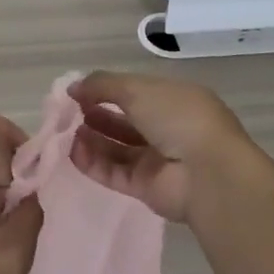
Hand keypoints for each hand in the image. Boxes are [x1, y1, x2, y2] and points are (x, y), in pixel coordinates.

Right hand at [67, 71, 261, 223]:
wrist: (207, 173)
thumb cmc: (177, 118)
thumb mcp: (138, 89)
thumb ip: (102, 85)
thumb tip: (73, 87)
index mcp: (174, 100)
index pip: (135, 92)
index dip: (106, 90)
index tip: (77, 92)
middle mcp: (167, 129)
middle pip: (124, 122)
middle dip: (96, 115)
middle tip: (68, 113)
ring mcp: (157, 160)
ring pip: (117, 148)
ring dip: (91, 139)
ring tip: (67, 132)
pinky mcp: (146, 188)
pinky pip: (114, 173)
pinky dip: (93, 163)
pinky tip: (73, 153)